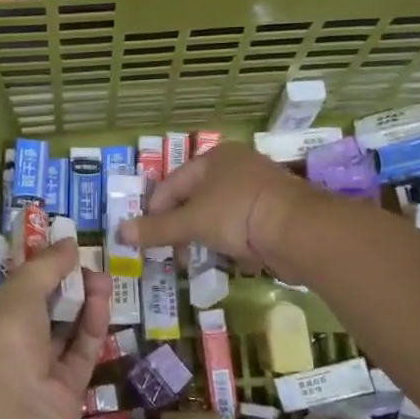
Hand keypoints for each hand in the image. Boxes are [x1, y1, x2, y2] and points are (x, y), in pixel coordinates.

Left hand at [0, 240, 112, 418]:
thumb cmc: (1, 346)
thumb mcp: (17, 295)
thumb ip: (45, 268)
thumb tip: (68, 242)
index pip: (13, 292)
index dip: (37, 269)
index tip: (63, 248)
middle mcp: (9, 348)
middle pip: (41, 310)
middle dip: (64, 284)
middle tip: (89, 261)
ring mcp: (37, 373)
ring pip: (64, 331)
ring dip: (83, 303)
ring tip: (104, 277)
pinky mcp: (66, 393)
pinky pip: (80, 354)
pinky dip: (92, 328)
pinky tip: (103, 302)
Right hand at [120, 142, 309, 276]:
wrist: (299, 230)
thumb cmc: (237, 213)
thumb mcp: (191, 222)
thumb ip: (156, 229)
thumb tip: (120, 232)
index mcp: (215, 158)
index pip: (172, 183)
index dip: (155, 210)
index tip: (146, 237)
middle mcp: (237, 167)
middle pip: (195, 199)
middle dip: (181, 228)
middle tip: (171, 253)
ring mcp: (259, 189)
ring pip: (218, 214)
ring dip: (204, 237)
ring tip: (196, 260)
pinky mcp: (276, 212)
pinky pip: (242, 226)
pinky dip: (231, 242)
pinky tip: (228, 259)